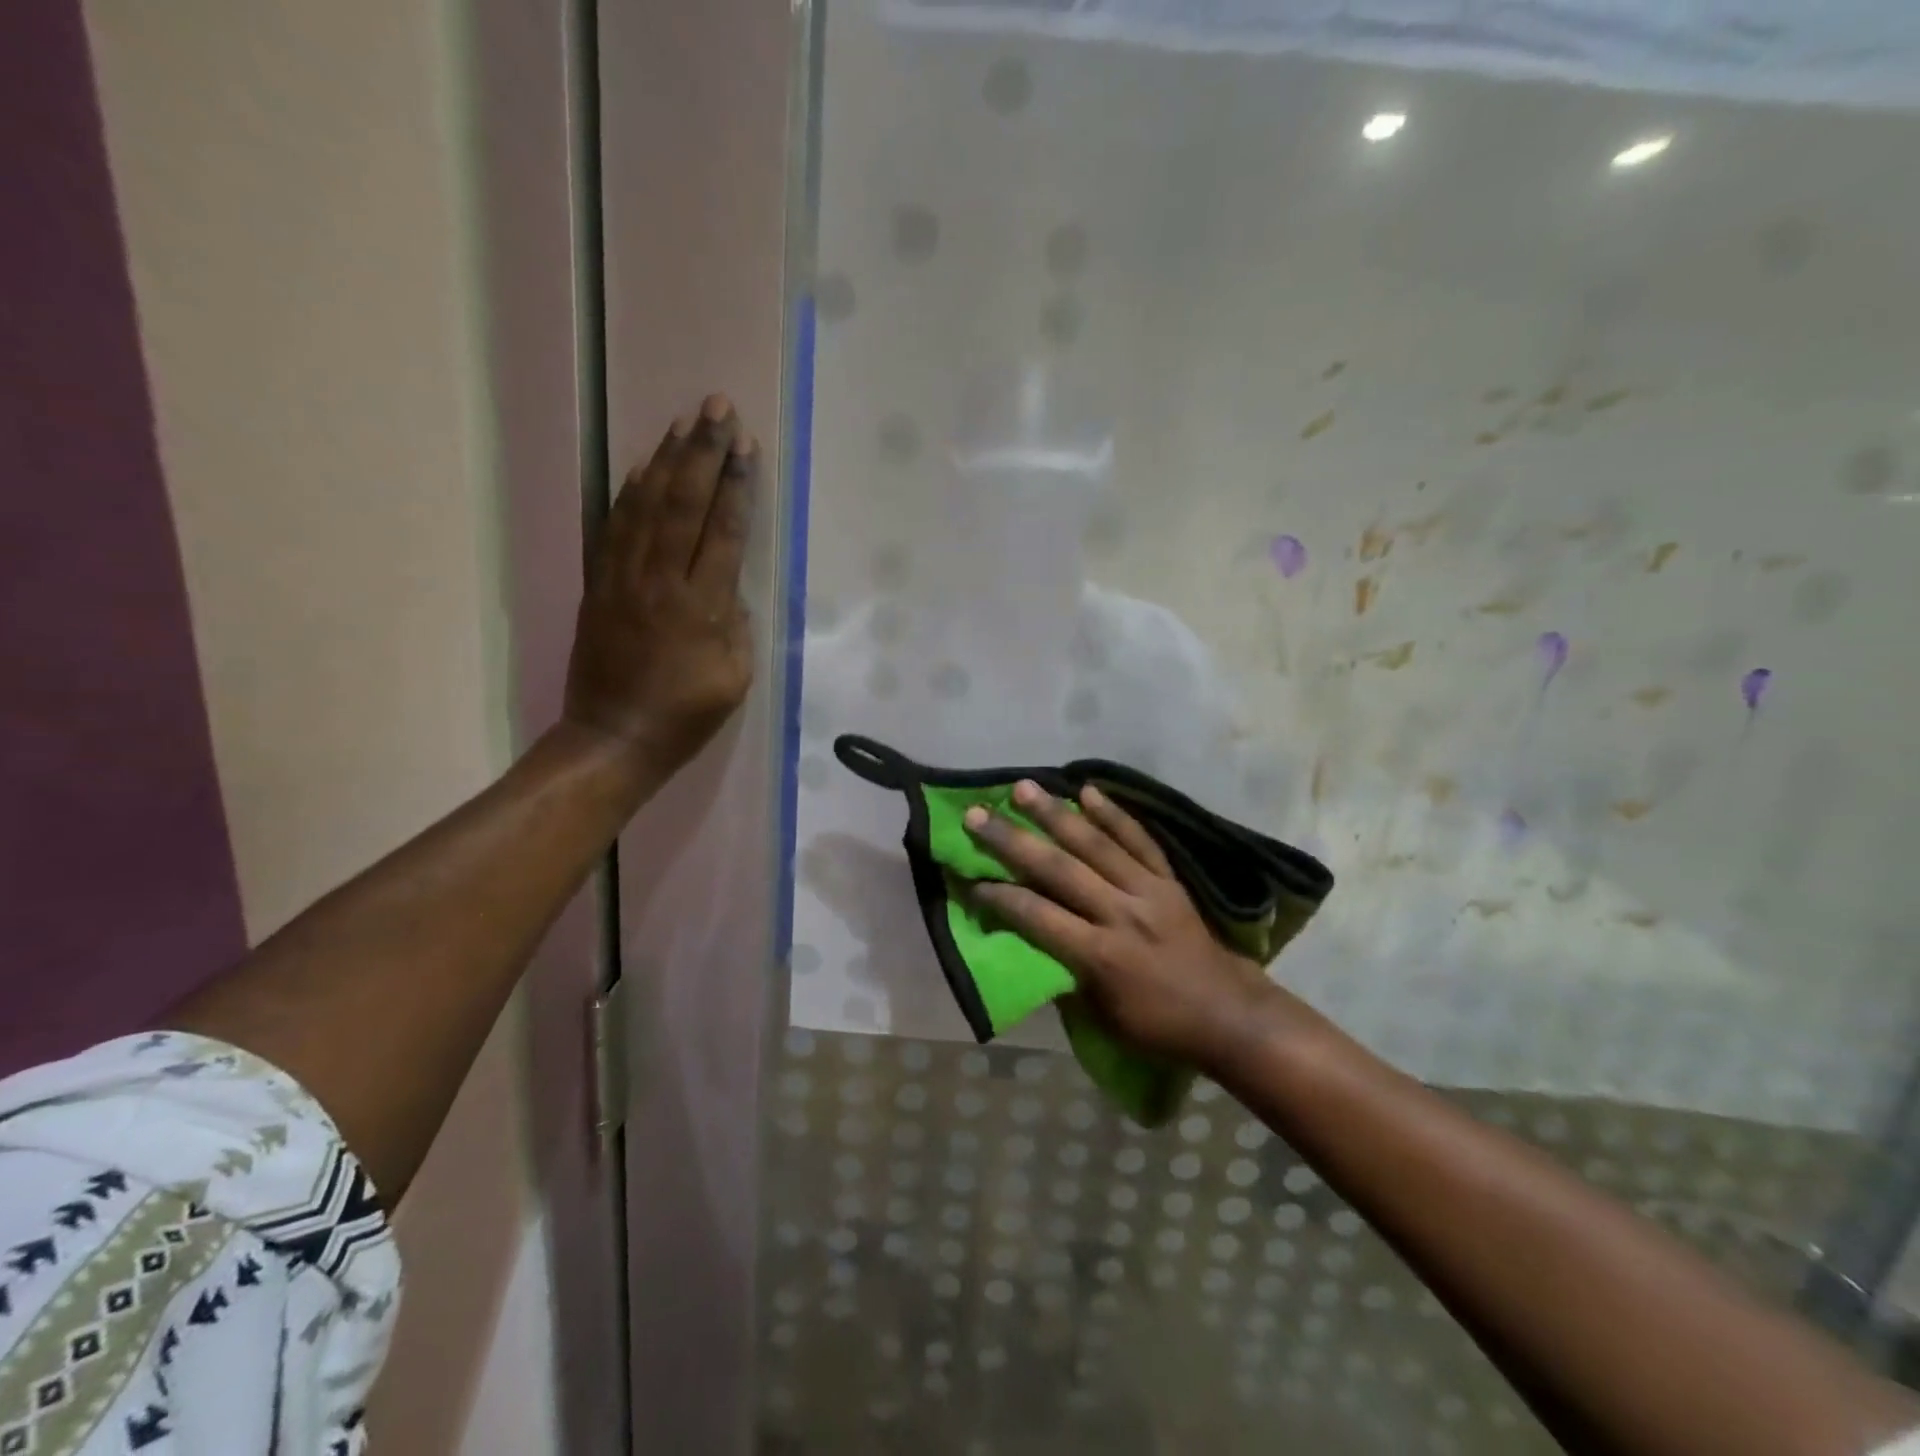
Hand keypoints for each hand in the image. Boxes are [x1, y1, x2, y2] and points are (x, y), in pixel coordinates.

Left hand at [564, 394, 756, 776]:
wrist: (615, 737)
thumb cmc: (686, 713)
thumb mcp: (736, 676)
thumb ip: (736, 624)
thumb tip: (728, 587)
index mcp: (702, 607)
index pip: (723, 531)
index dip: (736, 486)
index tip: (745, 447)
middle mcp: (661, 581)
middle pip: (684, 503)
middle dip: (703, 452)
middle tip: (717, 409)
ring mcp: (624, 579)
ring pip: (645, 505)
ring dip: (666, 460)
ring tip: (685, 422)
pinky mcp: (599, 585)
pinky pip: (612, 527)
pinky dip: (627, 492)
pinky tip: (642, 466)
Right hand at [963, 781, 1294, 1070]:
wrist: (1227, 1014)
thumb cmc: (1157, 1025)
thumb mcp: (1101, 1017)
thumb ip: (1064, 977)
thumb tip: (1026, 943)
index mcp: (1100, 955)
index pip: (1038, 917)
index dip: (1001, 897)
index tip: (970, 878)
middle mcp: (1120, 914)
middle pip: (1059, 870)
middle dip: (1013, 841)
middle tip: (978, 815)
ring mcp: (1148, 890)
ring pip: (1095, 844)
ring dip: (1055, 814)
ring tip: (1023, 788)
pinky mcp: (1169, 879)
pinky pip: (1139, 839)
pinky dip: (1114, 814)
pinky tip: (1089, 790)